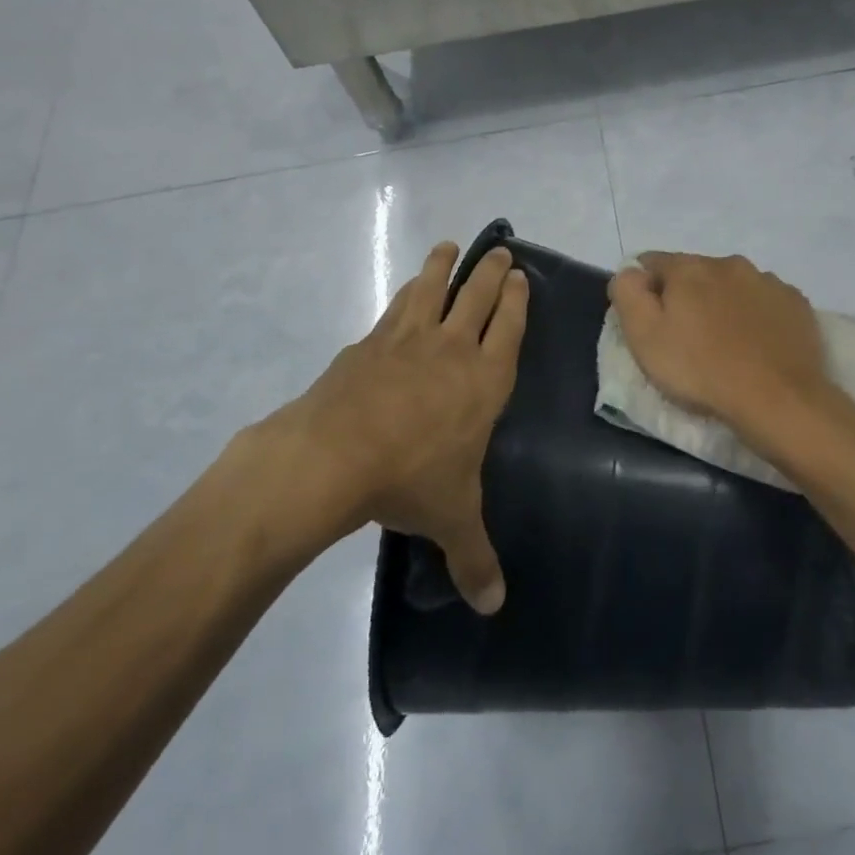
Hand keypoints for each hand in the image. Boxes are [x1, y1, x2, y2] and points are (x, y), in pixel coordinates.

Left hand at [253, 240, 526, 613]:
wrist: (334, 455)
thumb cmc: (408, 480)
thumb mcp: (451, 520)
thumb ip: (475, 558)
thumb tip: (495, 607)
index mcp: (484, 381)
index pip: (509, 328)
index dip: (517, 300)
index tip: (521, 276)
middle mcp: (451, 349)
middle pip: (477, 296)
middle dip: (491, 272)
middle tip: (498, 251)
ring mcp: (407, 340)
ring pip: (433, 289)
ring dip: (443, 266)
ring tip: (449, 247)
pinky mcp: (368, 343)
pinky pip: (395, 308)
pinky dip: (405, 293)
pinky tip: (404, 292)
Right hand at [607, 252, 834, 442]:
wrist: (778, 400)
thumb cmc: (701, 370)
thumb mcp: (644, 336)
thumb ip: (628, 293)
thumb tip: (630, 272)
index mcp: (689, 267)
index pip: (652, 262)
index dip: (644, 289)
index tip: (648, 322)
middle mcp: (730, 263)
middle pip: (695, 272)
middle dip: (686, 296)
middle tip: (685, 337)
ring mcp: (768, 282)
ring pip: (732, 285)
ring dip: (722, 304)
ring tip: (724, 344)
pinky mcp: (796, 304)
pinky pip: (764, 302)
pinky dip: (755, 316)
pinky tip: (756, 345)